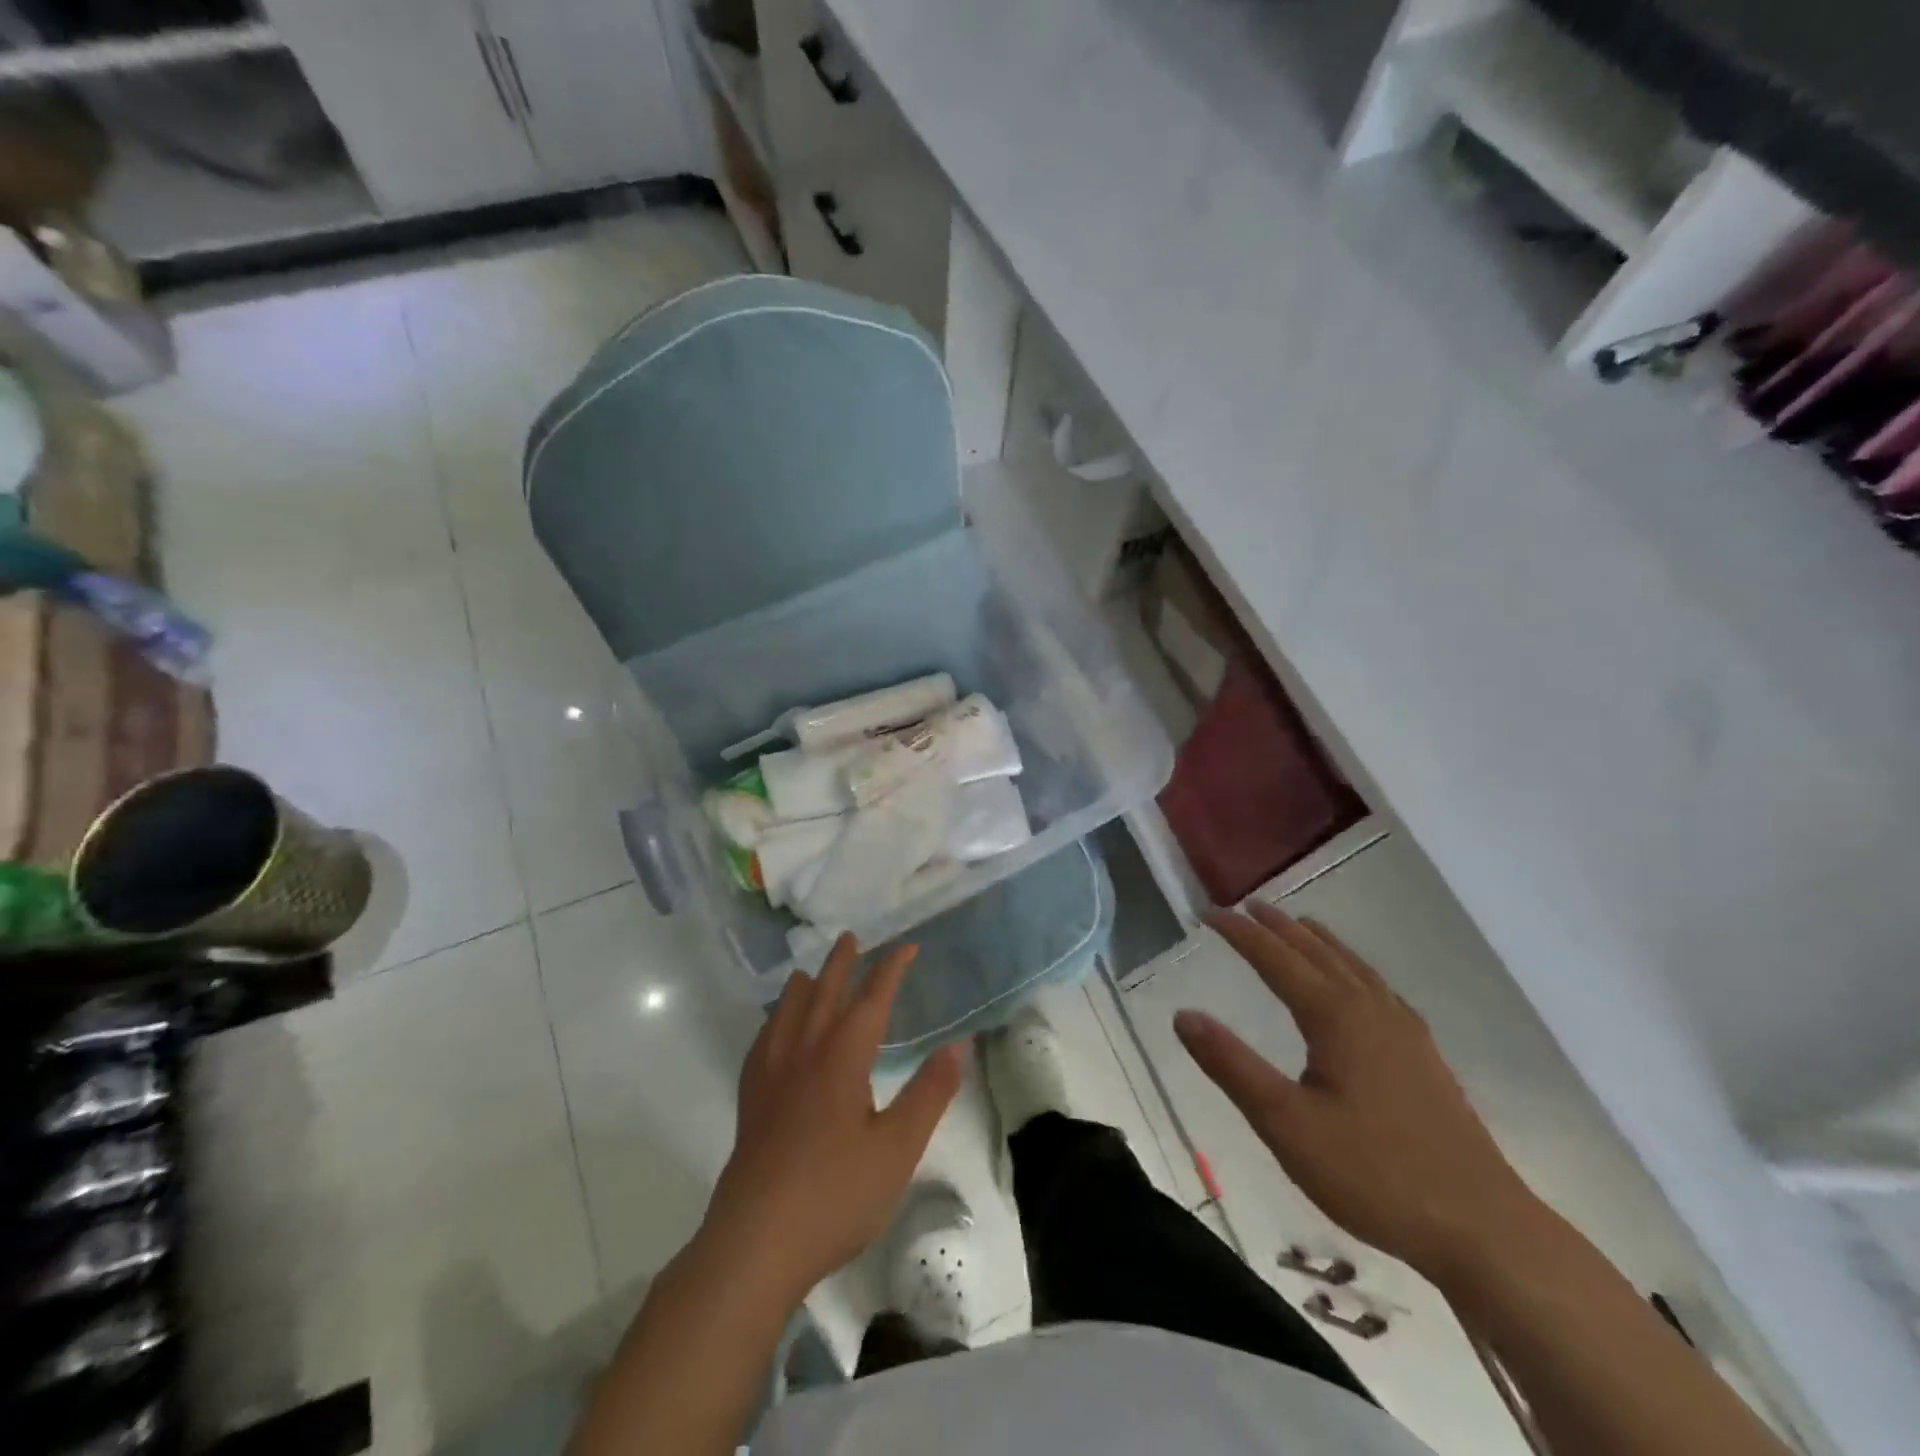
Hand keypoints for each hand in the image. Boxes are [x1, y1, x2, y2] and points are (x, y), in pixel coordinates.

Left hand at [701, 935, 963, 1303]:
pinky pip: (761, 1044)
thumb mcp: (898, 1148)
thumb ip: (929, 1093)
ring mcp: (771, 1077)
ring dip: (802, 987)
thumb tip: (958, 1044)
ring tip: (806, 973)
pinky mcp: (750, 1102)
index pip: (871, 999)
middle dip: (840, 964)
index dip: (890, 970)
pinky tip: (772, 1033)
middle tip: (850, 938)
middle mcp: (804, 1053)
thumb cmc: (836, 1194)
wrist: (756, 1243)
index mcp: (842, 1057)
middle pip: (822, 994)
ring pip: (787, 1014)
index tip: (906, 947)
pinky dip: (772, 1023)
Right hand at [1174, 903, 1539, 1281]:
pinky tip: (1358, 985)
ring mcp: (1405, 1032)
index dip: (1240, 933)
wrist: (1484, 1228)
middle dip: (1278, 927)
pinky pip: (1377, 988)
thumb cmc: (1374, 1174)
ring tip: (1298, 925)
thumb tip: (1183, 1015)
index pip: (1276, 959)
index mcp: (1335, 1017)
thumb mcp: (1286, 1124)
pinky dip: (1352, 967)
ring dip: (1318, 941)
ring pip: (1353, 967)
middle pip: (1317, 953)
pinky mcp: (1424, 1057)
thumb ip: (1232, 1066)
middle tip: (1246, 905)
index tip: (1207, 913)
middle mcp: (1371, 1010)